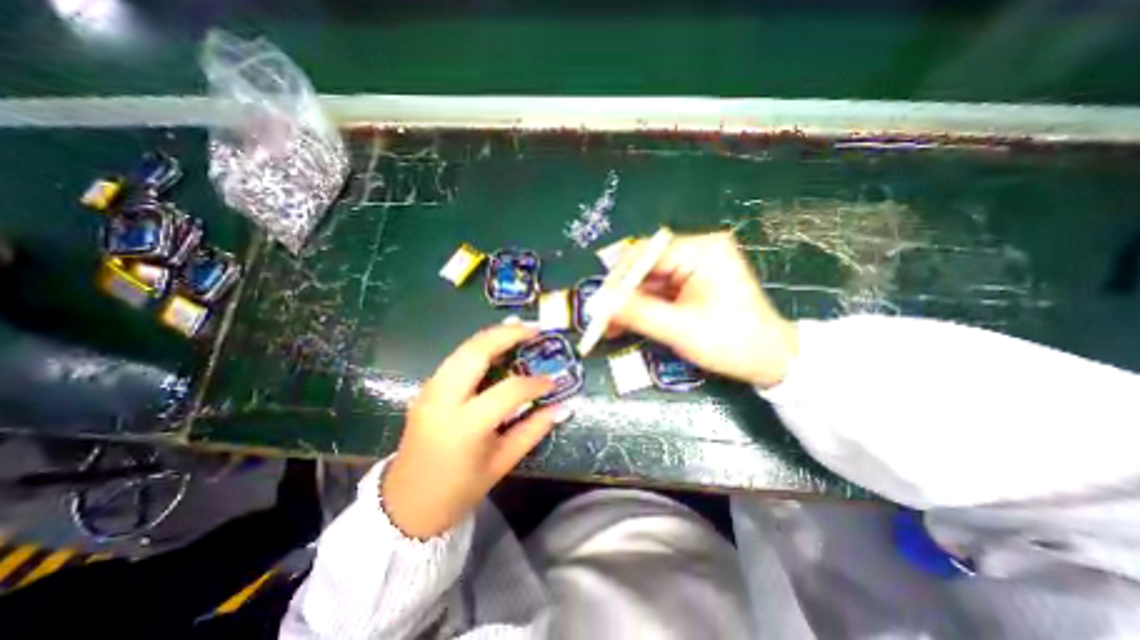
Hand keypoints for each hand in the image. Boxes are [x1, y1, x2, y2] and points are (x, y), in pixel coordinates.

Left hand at [383, 321, 564, 536]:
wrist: (406, 506)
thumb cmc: (459, 489)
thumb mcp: (502, 463)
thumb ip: (534, 430)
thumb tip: (563, 408)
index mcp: (464, 426)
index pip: (508, 391)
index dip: (534, 384)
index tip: (552, 381)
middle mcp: (442, 400)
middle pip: (476, 352)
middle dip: (507, 334)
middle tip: (534, 329)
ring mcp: (429, 391)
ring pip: (463, 349)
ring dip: (492, 336)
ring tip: (519, 329)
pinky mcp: (426, 389)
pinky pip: (456, 359)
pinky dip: (479, 348)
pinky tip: (497, 347)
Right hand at [611, 234, 794, 385]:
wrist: (769, 359)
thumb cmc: (731, 342)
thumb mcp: (679, 329)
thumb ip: (637, 313)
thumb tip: (601, 304)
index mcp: (702, 251)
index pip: (646, 254)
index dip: (619, 279)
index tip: (600, 303)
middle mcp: (697, 251)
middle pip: (645, 267)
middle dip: (621, 295)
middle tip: (602, 318)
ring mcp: (693, 267)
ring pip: (647, 281)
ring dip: (628, 304)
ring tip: (610, 327)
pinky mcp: (690, 283)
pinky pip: (657, 291)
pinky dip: (641, 308)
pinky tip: (626, 324)